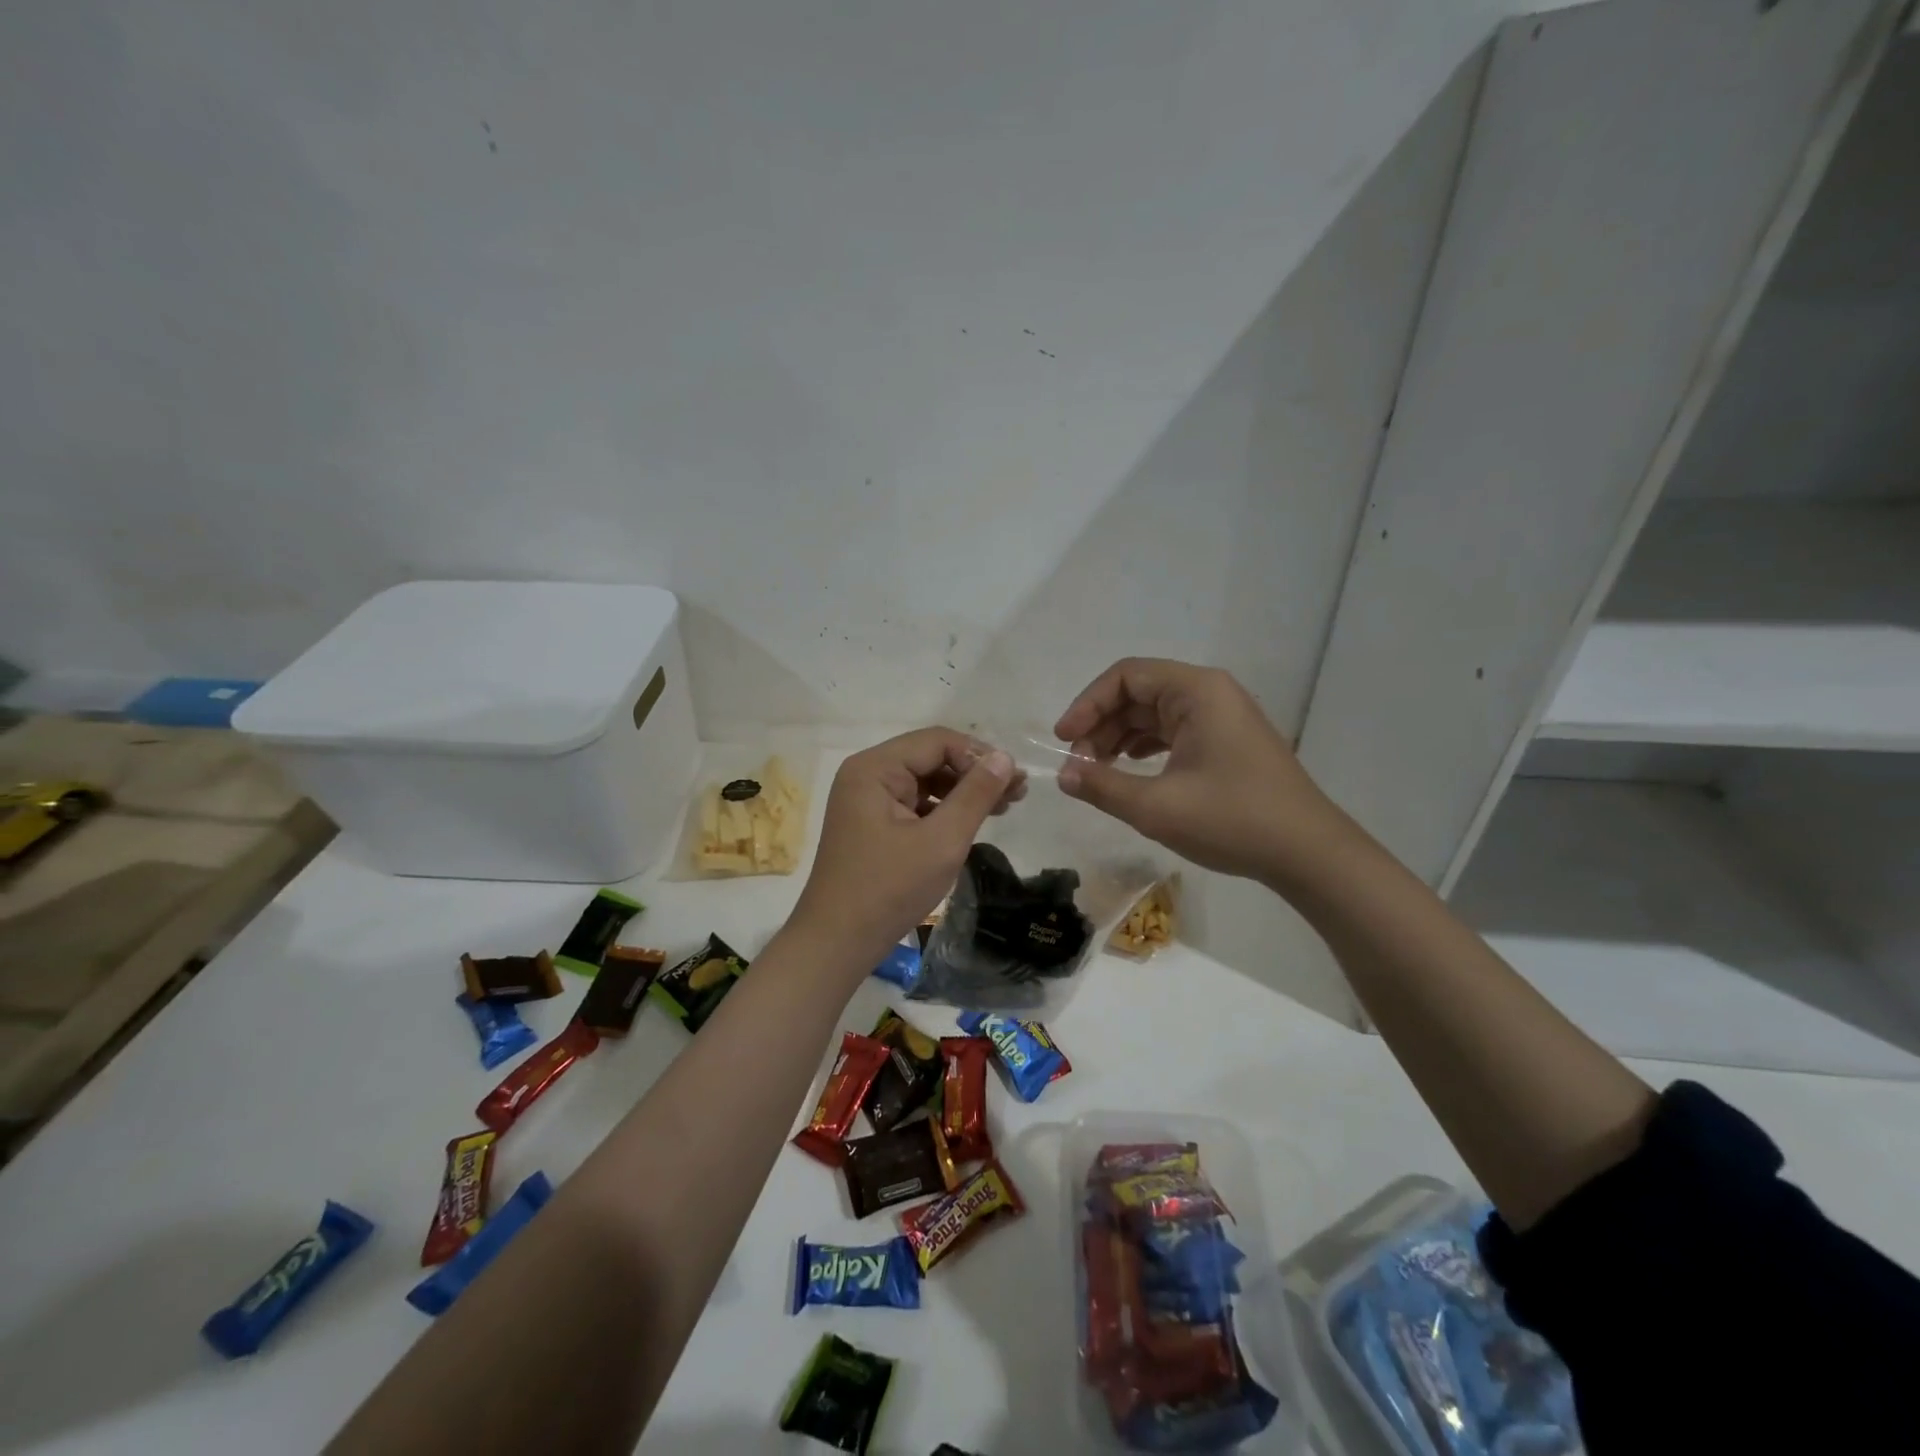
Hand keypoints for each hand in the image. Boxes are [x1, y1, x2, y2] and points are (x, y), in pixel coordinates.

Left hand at [785, 728, 1022, 977]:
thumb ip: (975, 795)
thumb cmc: (889, 889)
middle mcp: (866, 774)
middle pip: (930, 757)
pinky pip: (914, 803)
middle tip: (1018, 794)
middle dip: (974, 773)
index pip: (936, 741)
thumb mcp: (942, 841)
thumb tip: (1005, 758)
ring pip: (925, 780)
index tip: (1016, 781)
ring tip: (1004, 807)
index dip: (979, 756)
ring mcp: (866, 799)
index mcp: (874, 768)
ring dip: (963, 791)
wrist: (837, 942)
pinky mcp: (871, 823)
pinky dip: (943, 810)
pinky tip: (970, 823)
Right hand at [1053, 658, 1344, 884]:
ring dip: (1119, 738)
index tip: (1064, 741)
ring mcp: (1221, 717)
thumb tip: (1064, 775)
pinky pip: (1173, 731)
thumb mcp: (1156, 807)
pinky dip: (1144, 748)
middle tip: (1079, 766)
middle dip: (1101, 726)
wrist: (1308, 853)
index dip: (1087, 704)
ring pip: (1154, 714)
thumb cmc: (1232, 820)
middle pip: (1138, 692)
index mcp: (1196, 691)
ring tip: (1096, 773)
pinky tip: (1129, 771)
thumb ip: (1102, 786)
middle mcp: (1210, 693)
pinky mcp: (1226, 741)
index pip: (1126, 676)